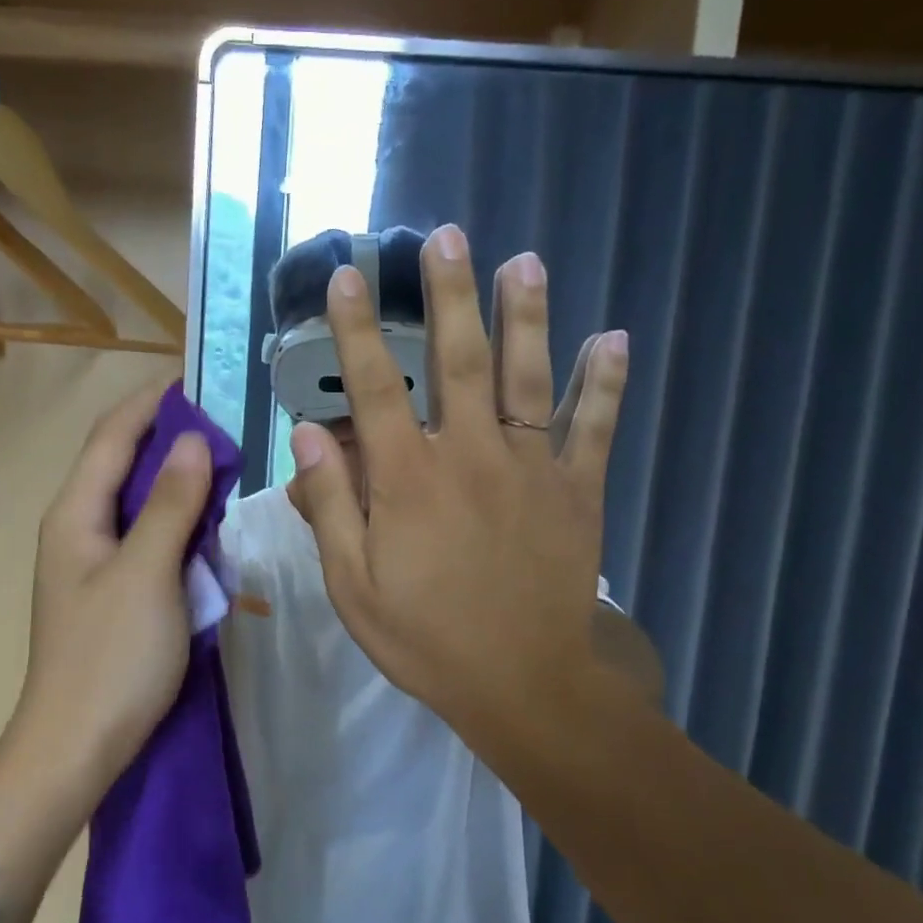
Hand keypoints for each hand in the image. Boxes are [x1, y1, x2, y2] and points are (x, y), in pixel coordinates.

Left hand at [14, 379, 215, 787]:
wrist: (77, 746)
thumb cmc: (112, 657)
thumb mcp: (148, 572)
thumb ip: (170, 504)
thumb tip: (192, 441)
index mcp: (75, 515)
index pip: (112, 437)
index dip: (150, 404)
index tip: (197, 382)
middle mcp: (78, 529)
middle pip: (123, 465)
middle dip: (170, 440)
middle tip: (227, 428)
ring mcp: (94, 564)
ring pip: (138, 504)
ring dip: (178, 484)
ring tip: (225, 470)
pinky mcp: (113, 593)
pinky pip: (148, 541)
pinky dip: (178, 525)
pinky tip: (208, 530)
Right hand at [286, 224, 629, 747]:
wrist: (525, 686)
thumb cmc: (428, 641)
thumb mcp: (354, 589)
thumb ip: (329, 508)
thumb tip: (308, 434)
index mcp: (409, 481)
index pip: (374, 389)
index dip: (357, 330)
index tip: (349, 277)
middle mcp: (470, 457)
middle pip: (460, 361)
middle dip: (451, 295)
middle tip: (449, 236)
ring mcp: (532, 470)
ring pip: (529, 379)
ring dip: (527, 316)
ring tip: (526, 261)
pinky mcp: (578, 492)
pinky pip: (595, 429)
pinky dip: (605, 385)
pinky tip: (614, 339)